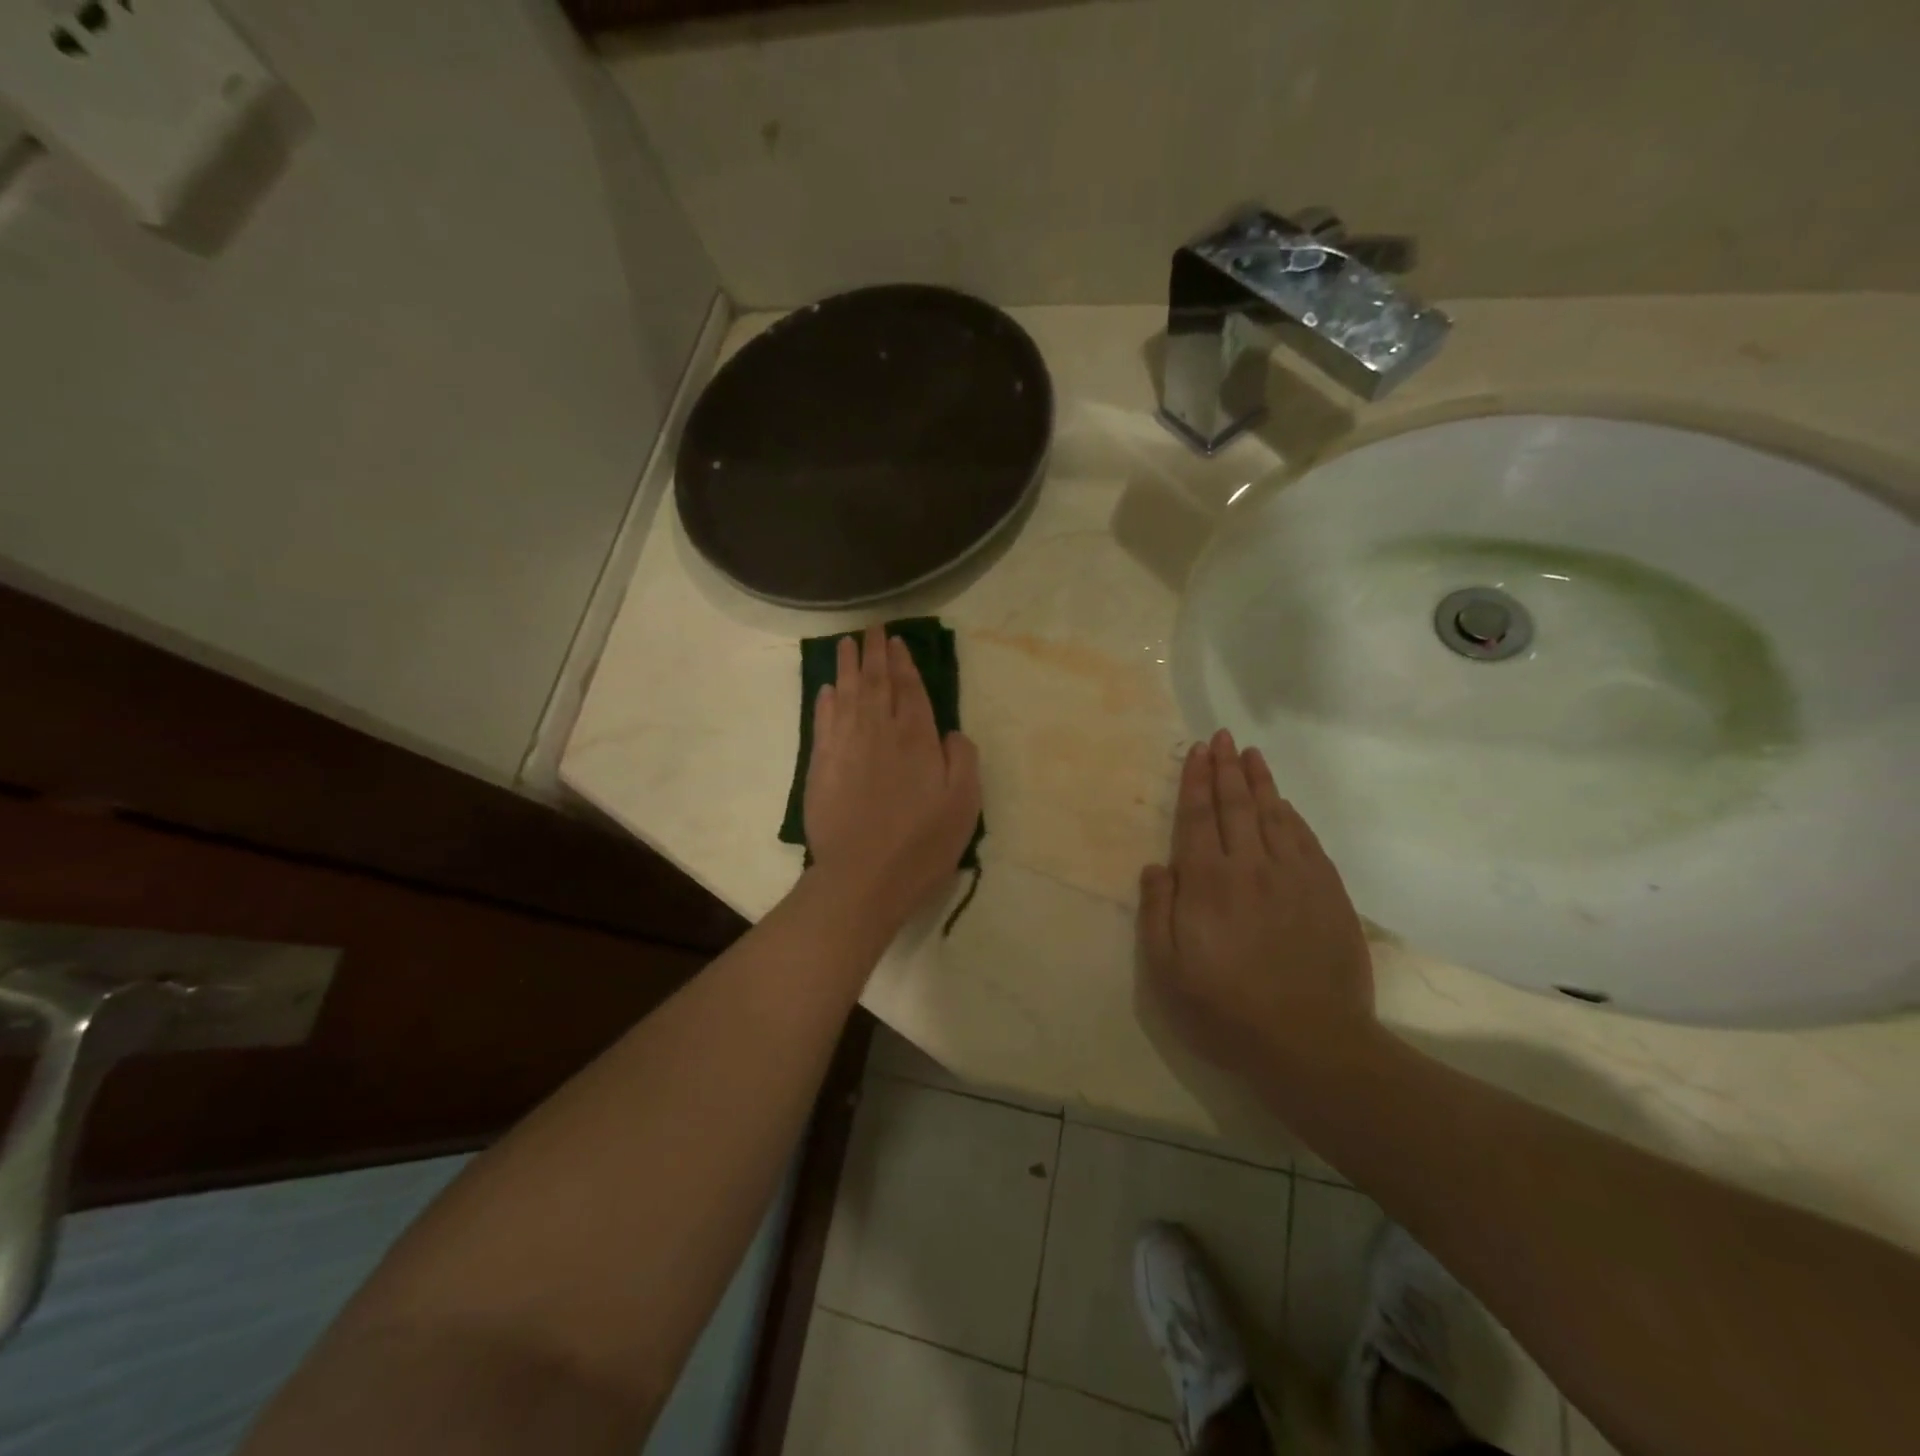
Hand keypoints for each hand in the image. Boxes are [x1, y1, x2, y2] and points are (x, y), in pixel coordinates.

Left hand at [803, 627, 982, 932]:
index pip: (910, 689)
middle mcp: (879, 732)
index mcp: (917, 738)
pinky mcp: (821, 766)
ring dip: (848, 667)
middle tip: (871, 629)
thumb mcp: (964, 804)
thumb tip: (950, 732)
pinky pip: (824, 722)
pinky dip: (826, 701)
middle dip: (875, 654)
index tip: (896, 641)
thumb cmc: (922, 843)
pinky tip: (828, 688)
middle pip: (877, 683)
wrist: (863, 876)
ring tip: (847, 644)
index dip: (904, 663)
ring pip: (847, 695)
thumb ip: (962, 759)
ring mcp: (846, 746)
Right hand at [1138, 729, 1375, 1078]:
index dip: (1196, 780)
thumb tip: (1155, 866)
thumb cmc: (1226, 1010)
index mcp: (1207, 882)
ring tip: (1252, 755)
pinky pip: (1307, 841)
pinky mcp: (1328, 894)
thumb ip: (1157, 912)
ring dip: (1261, 782)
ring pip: (1275, 815)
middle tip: (1224, 737)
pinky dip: (1293, 816)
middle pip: (1237, 805)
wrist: (1311, 1044)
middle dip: (1227, 768)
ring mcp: (1295, 877)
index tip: (1198, 750)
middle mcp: (1251, 866)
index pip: (1198, 816)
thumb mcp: (1167, 970)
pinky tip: (1286, 805)